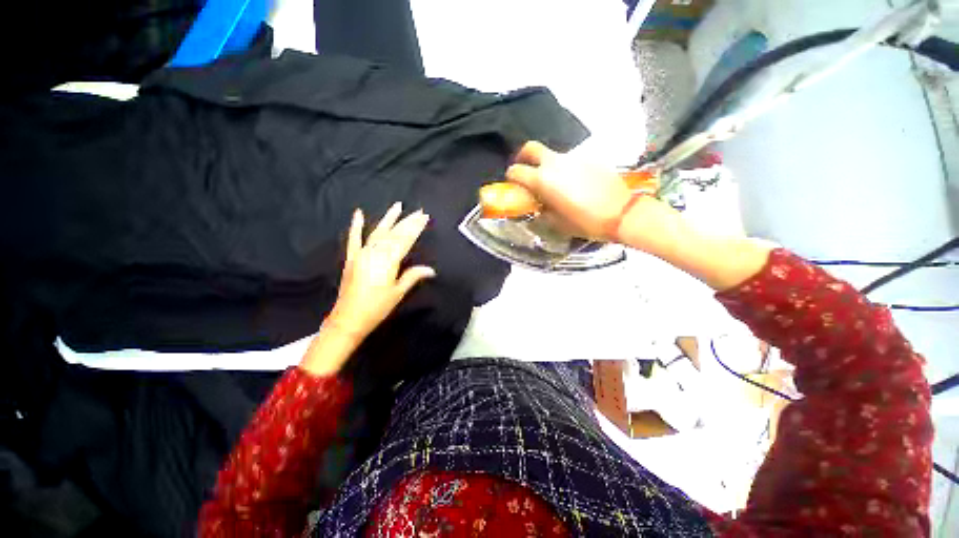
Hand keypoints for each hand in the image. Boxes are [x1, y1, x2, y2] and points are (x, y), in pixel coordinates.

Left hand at [330, 202, 434, 339]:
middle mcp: (374, 253)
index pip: (405, 240)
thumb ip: (412, 276)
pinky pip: (354, 239)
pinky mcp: (352, 258)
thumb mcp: (398, 293)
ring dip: (388, 219)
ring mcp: (361, 254)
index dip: (415, 228)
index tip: (424, 217)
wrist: (348, 319)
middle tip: (418, 211)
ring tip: (397, 206)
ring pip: (377, 232)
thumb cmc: (377, 308)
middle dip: (407, 221)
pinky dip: (356, 226)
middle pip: (394, 234)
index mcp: (388, 262)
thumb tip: (431, 269)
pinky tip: (359, 213)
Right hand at [505, 141, 631, 240]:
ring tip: (553, 183)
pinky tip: (573, 184)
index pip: (517, 170)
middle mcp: (555, 164)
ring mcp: (573, 158)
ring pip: (552, 156)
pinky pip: (570, 161)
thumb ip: (541, 211)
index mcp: (543, 180)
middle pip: (531, 148)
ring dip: (546, 166)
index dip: (511, 176)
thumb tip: (537, 205)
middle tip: (525, 169)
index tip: (512, 182)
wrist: (622, 213)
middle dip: (523, 156)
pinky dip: (565, 169)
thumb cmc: (585, 222)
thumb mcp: (556, 223)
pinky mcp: (589, 159)